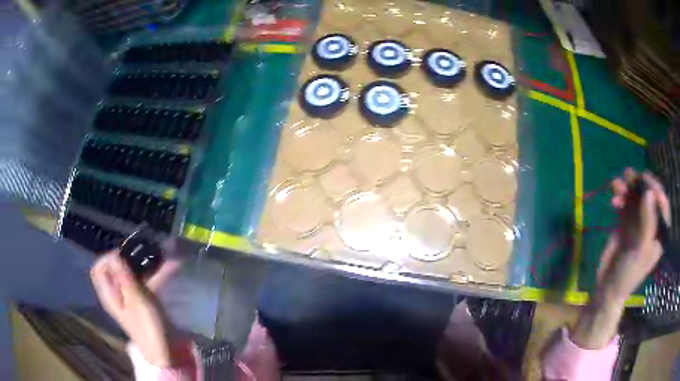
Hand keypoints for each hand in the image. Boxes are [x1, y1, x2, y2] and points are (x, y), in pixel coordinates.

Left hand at [90, 251, 180, 366]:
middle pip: (116, 270)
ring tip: (163, 257)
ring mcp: (130, 298)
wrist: (166, 353)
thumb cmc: (148, 328)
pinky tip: (170, 269)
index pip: (99, 269)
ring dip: (146, 266)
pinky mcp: (143, 302)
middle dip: (130, 259)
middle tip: (145, 254)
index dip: (108, 259)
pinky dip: (155, 276)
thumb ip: (124, 278)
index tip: (124, 256)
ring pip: (132, 275)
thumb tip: (113, 254)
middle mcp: (117, 294)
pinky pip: (145, 284)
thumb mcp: (137, 301)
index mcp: (109, 295)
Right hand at [599, 168, 669, 304]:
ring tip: (617, 183)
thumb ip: (647, 221)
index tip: (645, 179)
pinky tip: (613, 194)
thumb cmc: (629, 274)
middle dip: (639, 185)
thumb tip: (649, 192)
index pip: (662, 204)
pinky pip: (624, 203)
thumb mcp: (640, 250)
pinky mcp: (625, 223)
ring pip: (635, 197)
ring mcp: (638, 222)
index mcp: (659, 232)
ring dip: (627, 188)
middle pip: (648, 197)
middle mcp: (650, 224)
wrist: (608, 288)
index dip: (655, 189)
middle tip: (629, 175)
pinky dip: (619, 195)